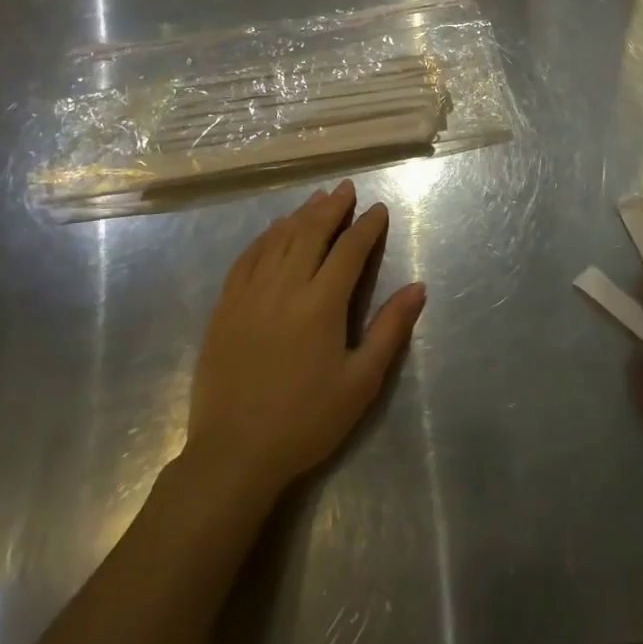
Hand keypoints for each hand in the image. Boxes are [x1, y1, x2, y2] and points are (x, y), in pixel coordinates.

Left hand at [187, 180, 424, 495]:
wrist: (234, 454)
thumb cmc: (306, 420)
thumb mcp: (360, 382)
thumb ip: (389, 329)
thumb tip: (417, 287)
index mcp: (320, 305)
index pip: (348, 251)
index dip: (366, 227)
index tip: (379, 210)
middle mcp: (283, 288)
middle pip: (309, 233)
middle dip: (332, 208)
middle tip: (346, 188)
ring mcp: (248, 295)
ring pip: (277, 240)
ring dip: (299, 215)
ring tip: (317, 199)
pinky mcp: (225, 308)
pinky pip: (246, 259)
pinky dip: (264, 238)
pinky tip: (273, 231)